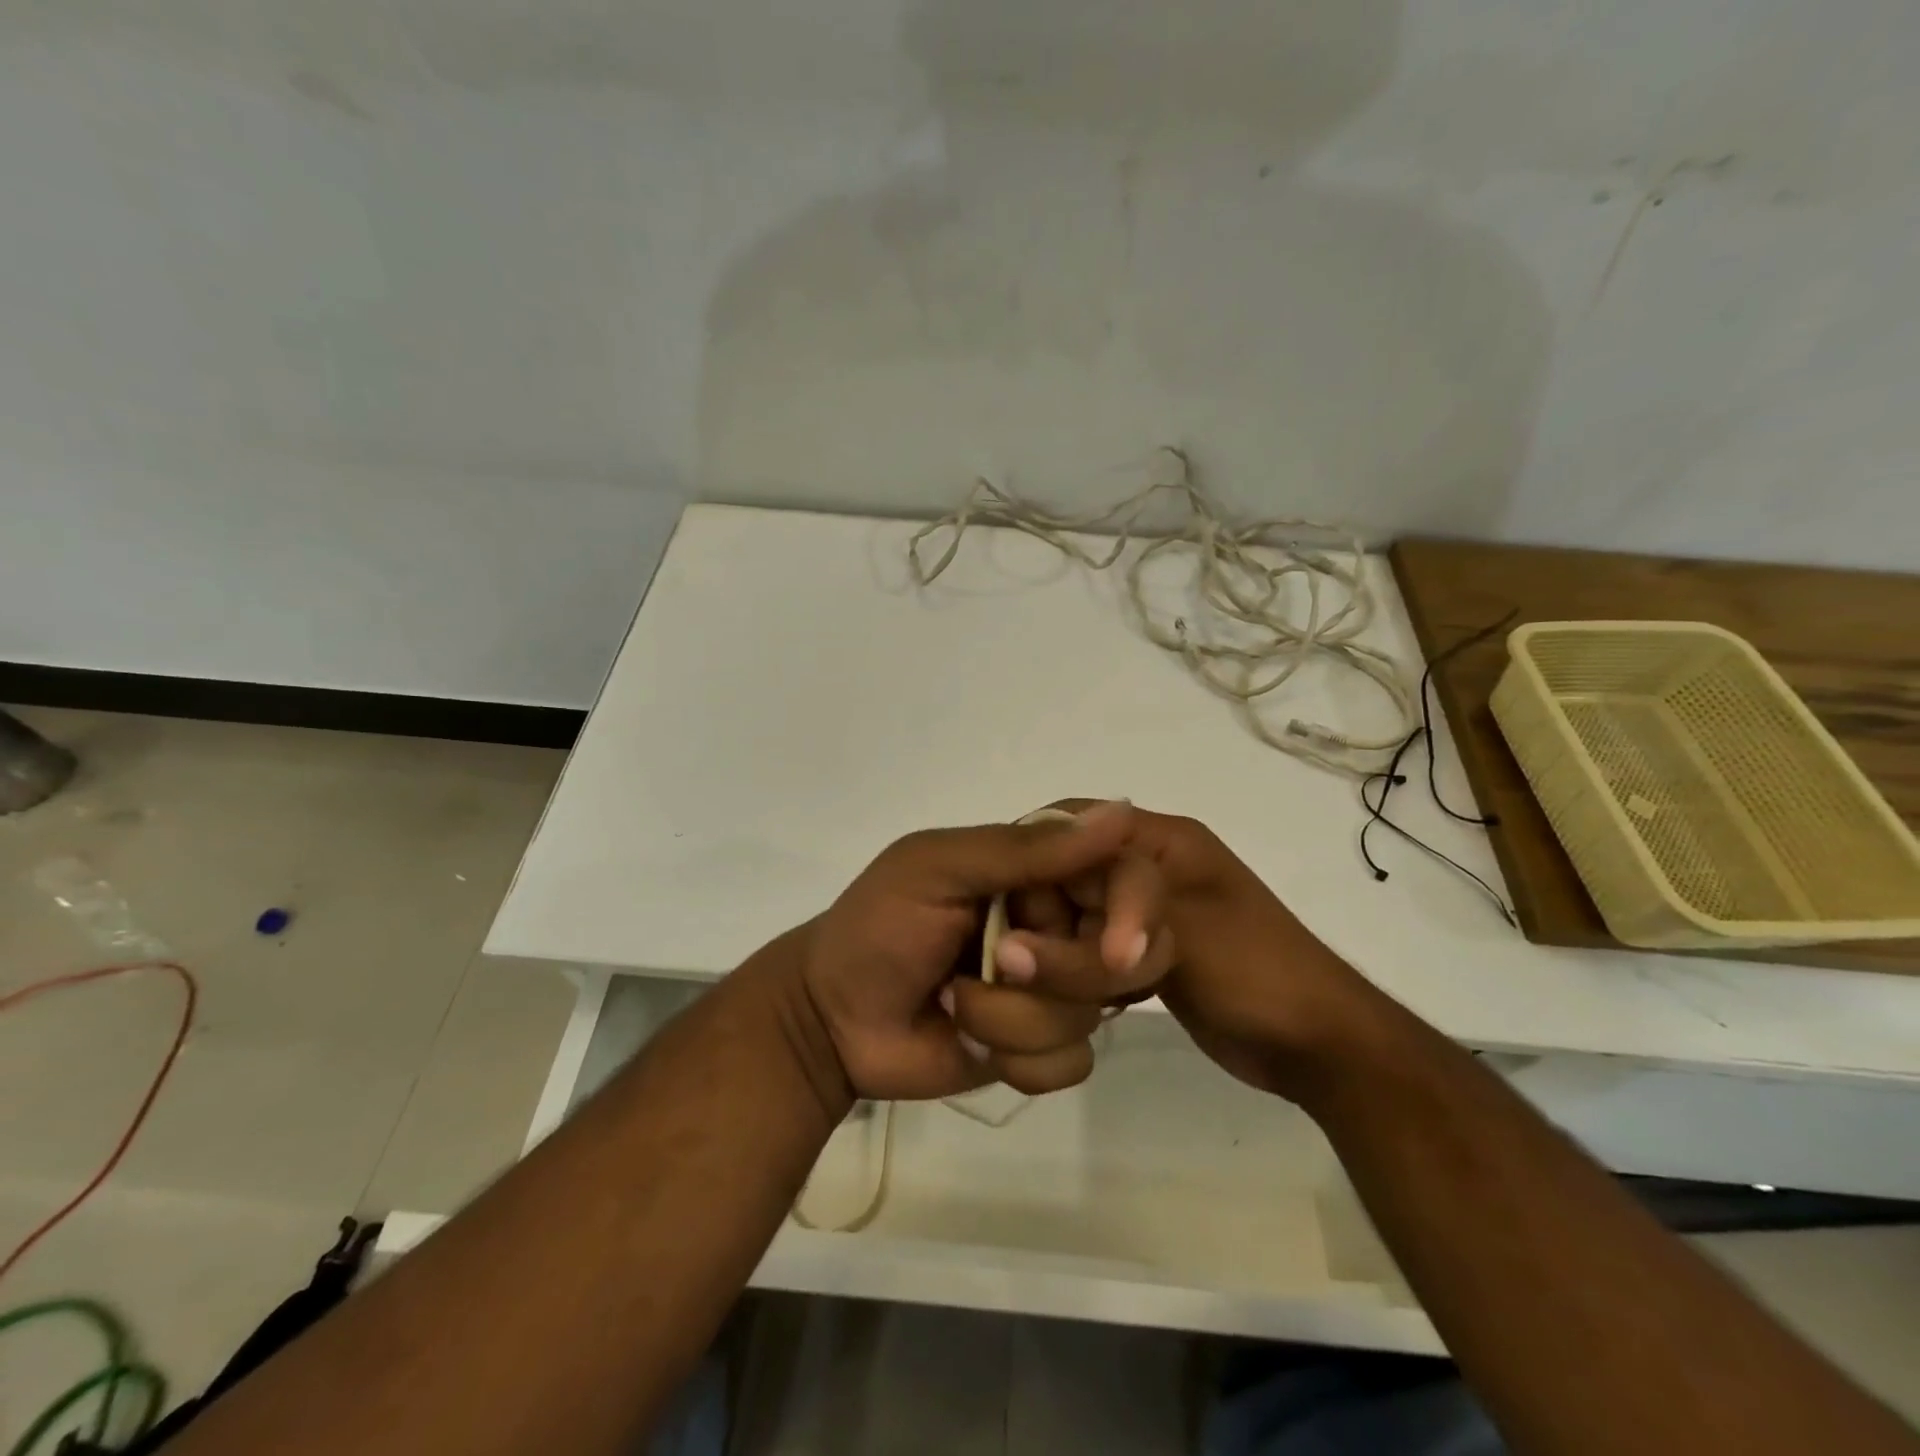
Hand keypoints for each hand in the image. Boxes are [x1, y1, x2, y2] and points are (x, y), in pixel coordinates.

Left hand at [799, 801, 1167, 1102]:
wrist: (831, 1018)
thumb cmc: (878, 926)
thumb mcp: (938, 870)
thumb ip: (1025, 850)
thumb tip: (1122, 811)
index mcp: (1039, 870)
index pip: (1125, 874)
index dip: (1135, 909)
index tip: (1115, 948)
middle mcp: (1058, 924)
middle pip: (1128, 955)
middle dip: (1062, 972)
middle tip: (998, 962)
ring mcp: (1053, 989)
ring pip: (1091, 1015)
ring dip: (1014, 1018)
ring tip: (953, 1001)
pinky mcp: (1041, 1046)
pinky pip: (1071, 1062)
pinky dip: (1018, 1058)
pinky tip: (967, 1039)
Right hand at [1025, 801, 1382, 1102]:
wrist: (1318, 1045)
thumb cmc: (1258, 973)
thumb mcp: (1182, 936)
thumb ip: (1097, 932)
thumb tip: (1010, 950)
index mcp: (1159, 841)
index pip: (1070, 827)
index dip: (1036, 865)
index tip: (1016, 922)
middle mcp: (1144, 867)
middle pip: (1063, 877)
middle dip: (1048, 923)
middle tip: (1040, 969)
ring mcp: (1142, 913)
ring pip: (1071, 918)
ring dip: (1063, 956)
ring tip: (1069, 993)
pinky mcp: (1140, 953)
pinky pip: (1087, 952)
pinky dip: (1078, 976)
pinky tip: (1080, 1004)